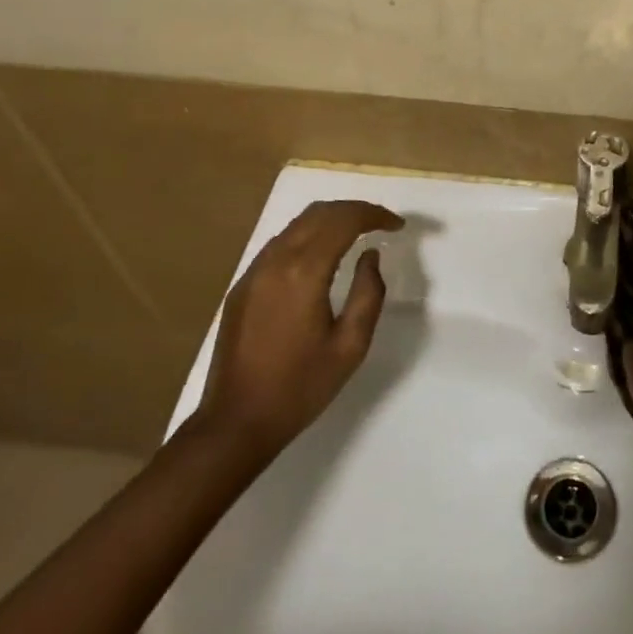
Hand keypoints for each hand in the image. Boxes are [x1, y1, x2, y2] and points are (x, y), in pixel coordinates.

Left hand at [193, 200, 402, 469]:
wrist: (235, 423)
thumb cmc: (300, 388)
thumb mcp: (350, 347)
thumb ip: (368, 293)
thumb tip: (370, 256)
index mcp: (304, 272)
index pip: (343, 221)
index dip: (374, 215)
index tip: (397, 225)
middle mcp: (275, 260)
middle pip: (319, 213)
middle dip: (354, 210)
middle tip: (381, 223)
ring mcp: (254, 271)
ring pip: (296, 224)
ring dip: (330, 219)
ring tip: (356, 233)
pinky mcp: (242, 285)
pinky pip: (280, 243)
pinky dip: (308, 235)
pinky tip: (322, 255)